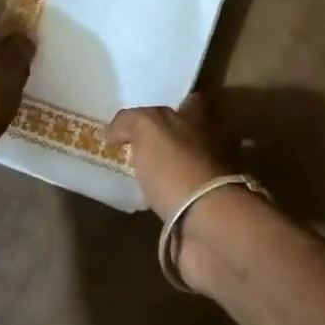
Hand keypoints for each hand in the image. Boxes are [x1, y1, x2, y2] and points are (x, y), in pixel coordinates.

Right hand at [106, 93, 236, 221]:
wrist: (205, 222)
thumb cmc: (177, 166)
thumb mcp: (147, 128)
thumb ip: (129, 122)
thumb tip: (114, 132)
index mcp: (201, 120)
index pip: (192, 102)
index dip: (173, 104)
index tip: (148, 112)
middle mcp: (211, 145)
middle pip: (188, 135)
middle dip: (168, 140)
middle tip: (134, 146)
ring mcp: (211, 180)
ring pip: (185, 168)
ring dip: (166, 172)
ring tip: (134, 176)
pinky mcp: (204, 211)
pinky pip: (180, 199)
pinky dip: (166, 200)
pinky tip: (145, 203)